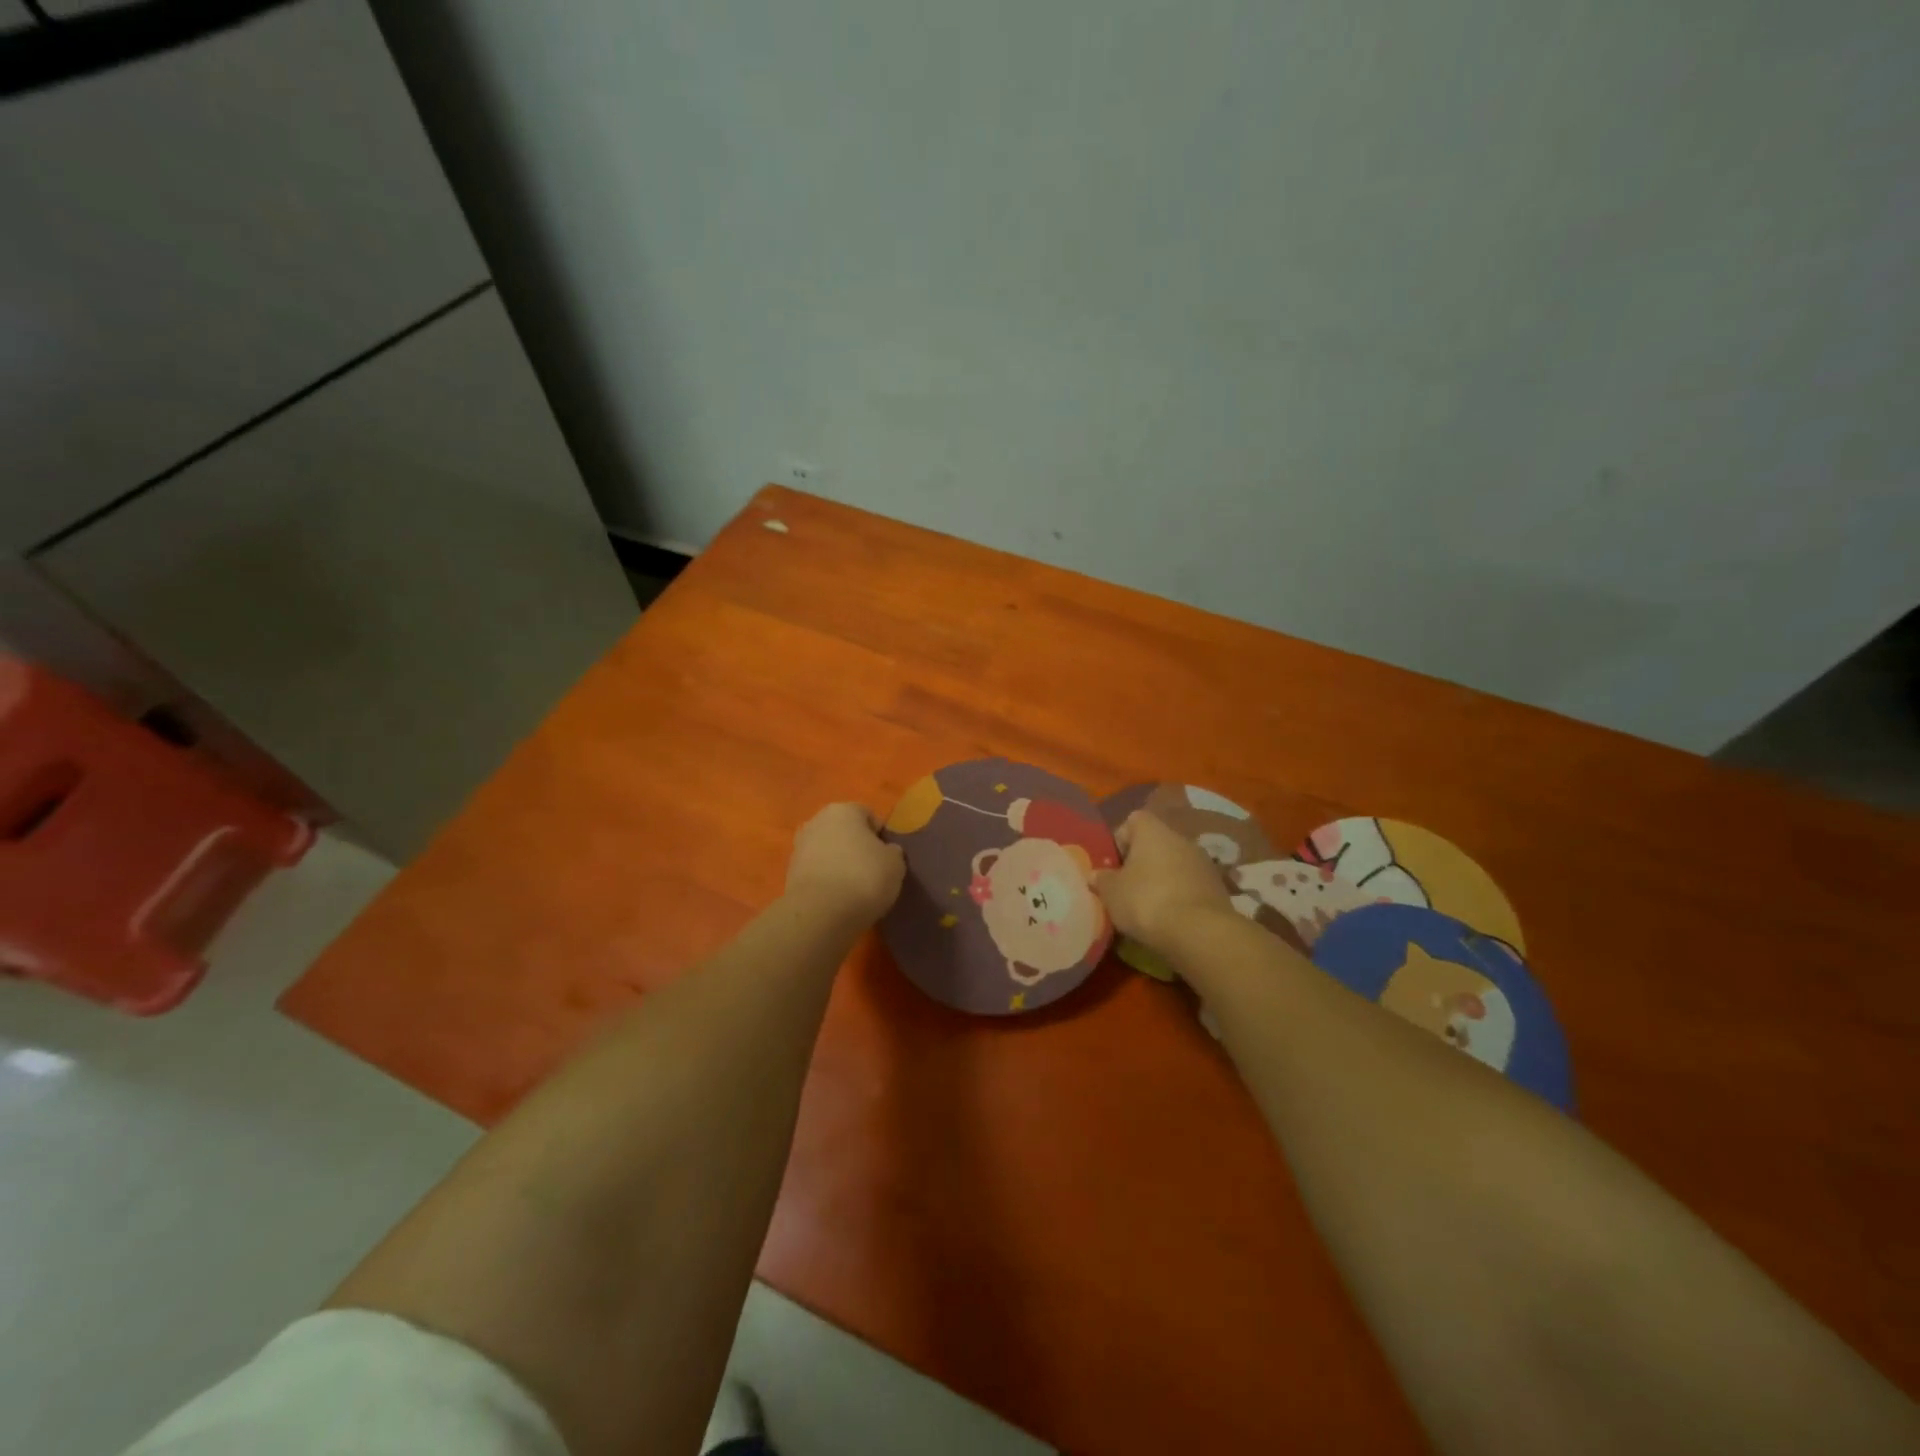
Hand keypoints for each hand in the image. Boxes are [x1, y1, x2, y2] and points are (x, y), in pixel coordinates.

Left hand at [785, 803, 906, 924]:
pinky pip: (816, 871)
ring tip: (854, 887)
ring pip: (827, 851)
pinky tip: (837, 898)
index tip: (887, 857)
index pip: (868, 815)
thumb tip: (886, 851)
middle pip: (843, 831)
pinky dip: (826, 880)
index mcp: (843, 810)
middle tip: (871, 870)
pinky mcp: (789, 873)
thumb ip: (892, 852)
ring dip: (839, 863)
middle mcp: (817, 821)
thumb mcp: (895, 864)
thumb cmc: (864, 878)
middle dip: (855, 847)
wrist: (820, 914)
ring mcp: (799, 847)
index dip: (880, 835)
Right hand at [1092, 811, 1234, 950]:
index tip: (1113, 865)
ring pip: (1174, 865)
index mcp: (1153, 831)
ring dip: (1162, 880)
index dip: (1120, 840)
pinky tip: (1170, 918)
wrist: (1199, 933)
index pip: (1133, 820)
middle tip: (1126, 888)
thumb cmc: (1146, 901)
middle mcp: (1181, 839)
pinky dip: (1179, 897)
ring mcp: (1203, 863)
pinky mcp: (1218, 888)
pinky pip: (1190, 885)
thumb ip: (1102, 880)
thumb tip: (1096, 875)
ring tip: (1148, 908)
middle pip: (1155, 844)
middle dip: (1141, 864)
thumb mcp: (1111, 893)